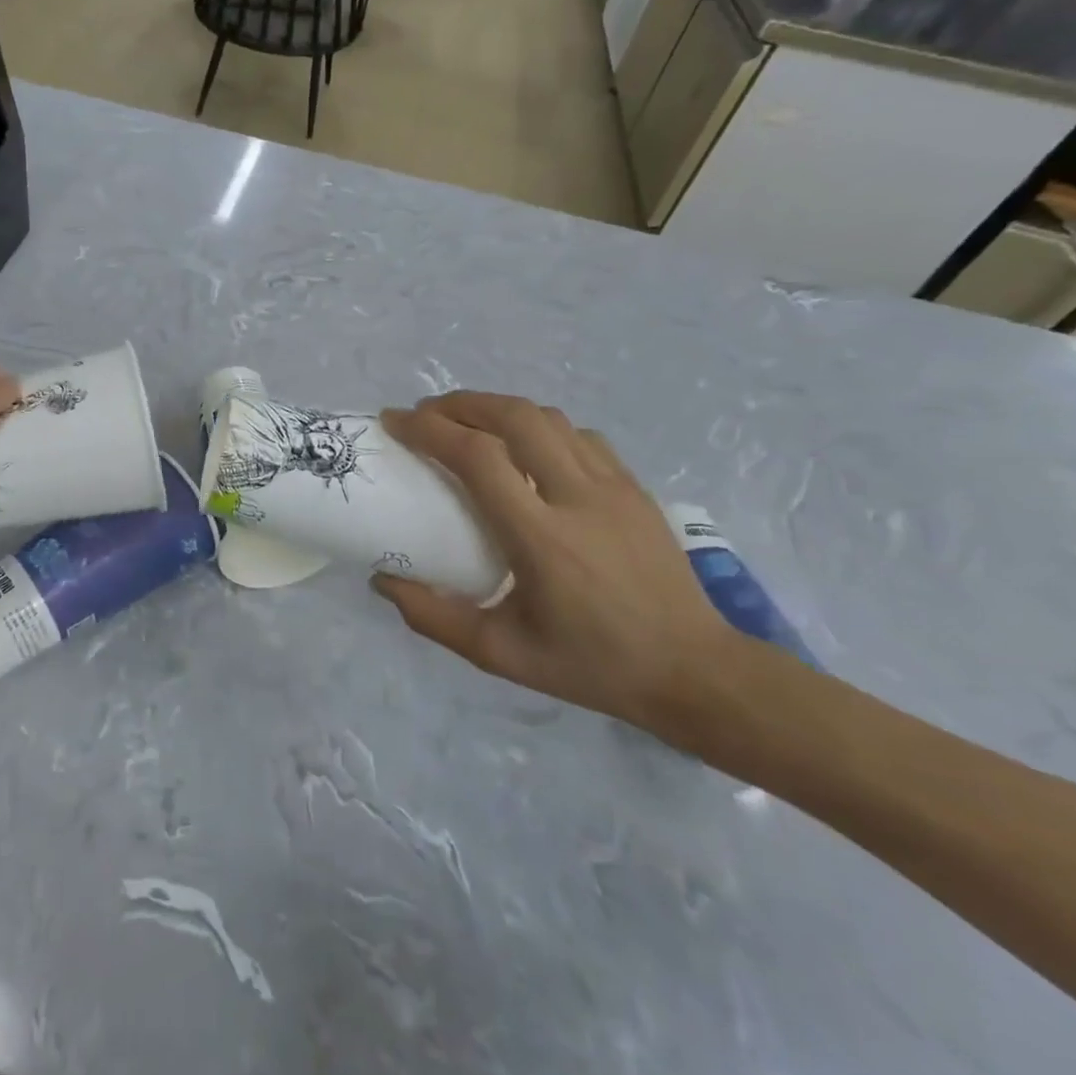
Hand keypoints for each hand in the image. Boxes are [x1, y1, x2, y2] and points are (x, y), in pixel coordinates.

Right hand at [377, 393, 733, 732]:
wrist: (694, 671)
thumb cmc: (590, 664)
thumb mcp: (500, 655)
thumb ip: (433, 617)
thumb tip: (382, 579)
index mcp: (541, 538)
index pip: (478, 457)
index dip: (430, 429)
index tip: (396, 422)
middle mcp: (578, 497)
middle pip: (514, 416)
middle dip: (461, 403)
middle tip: (426, 414)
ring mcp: (613, 486)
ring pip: (549, 418)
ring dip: (498, 409)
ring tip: (468, 422)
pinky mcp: (634, 487)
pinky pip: (579, 436)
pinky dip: (539, 427)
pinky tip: (525, 447)